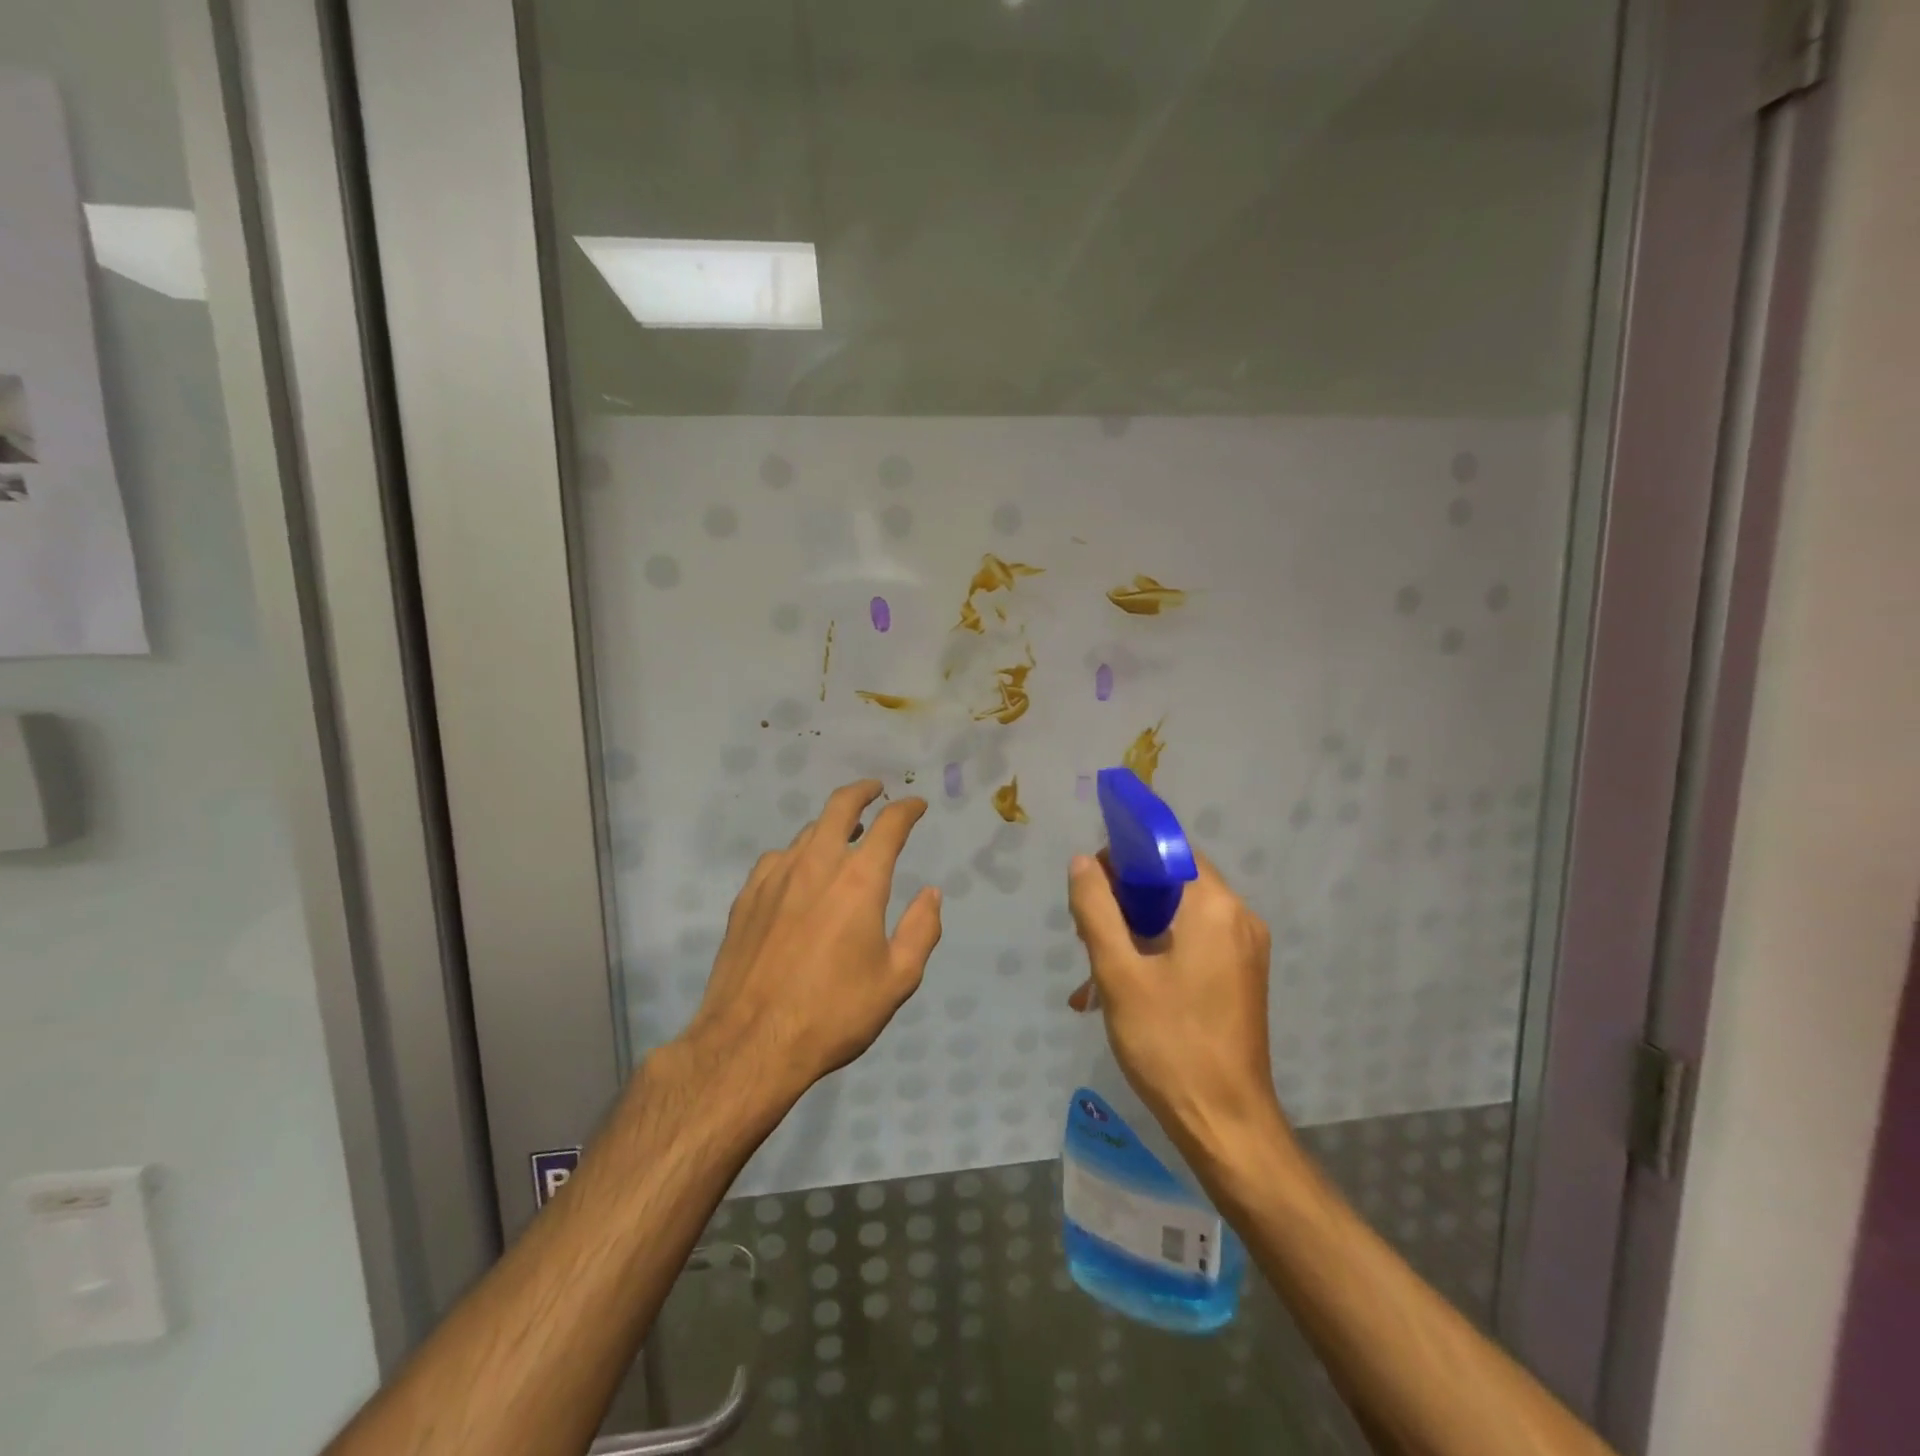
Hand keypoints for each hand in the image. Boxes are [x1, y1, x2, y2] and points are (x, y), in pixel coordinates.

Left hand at [679, 781, 942, 1103]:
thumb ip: (921, 930)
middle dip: (863, 791)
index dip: (907, 809)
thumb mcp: (897, 980)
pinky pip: (777, 858)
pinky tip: (799, 871)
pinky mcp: (747, 897)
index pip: (890, 825)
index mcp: (859, 881)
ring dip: (831, 825)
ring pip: (807, 831)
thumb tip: (931, 894)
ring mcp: (776, 877)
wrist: (750, 1043)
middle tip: (876, 790)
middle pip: (840, 806)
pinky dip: (798, 854)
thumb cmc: (833, 1014)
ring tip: (843, 834)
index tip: (917, 806)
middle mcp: (817, 865)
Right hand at [1066, 849, 1286, 1157]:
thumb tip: (1083, 862)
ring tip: (1095, 967)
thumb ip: (1096, 909)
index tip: (1091, 882)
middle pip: (1173, 882)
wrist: (1226, 1124)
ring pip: (1179, 915)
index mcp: (1214, 906)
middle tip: (1087, 931)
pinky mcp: (1242, 976)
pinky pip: (1193, 943)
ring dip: (1135, 930)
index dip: (1125, 855)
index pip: (1168, 850)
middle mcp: (1238, 917)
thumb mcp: (1118, 973)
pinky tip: (1120, 988)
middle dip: (1125, 899)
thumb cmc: (1169, 1043)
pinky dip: (1157, 951)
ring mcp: (1245, 949)